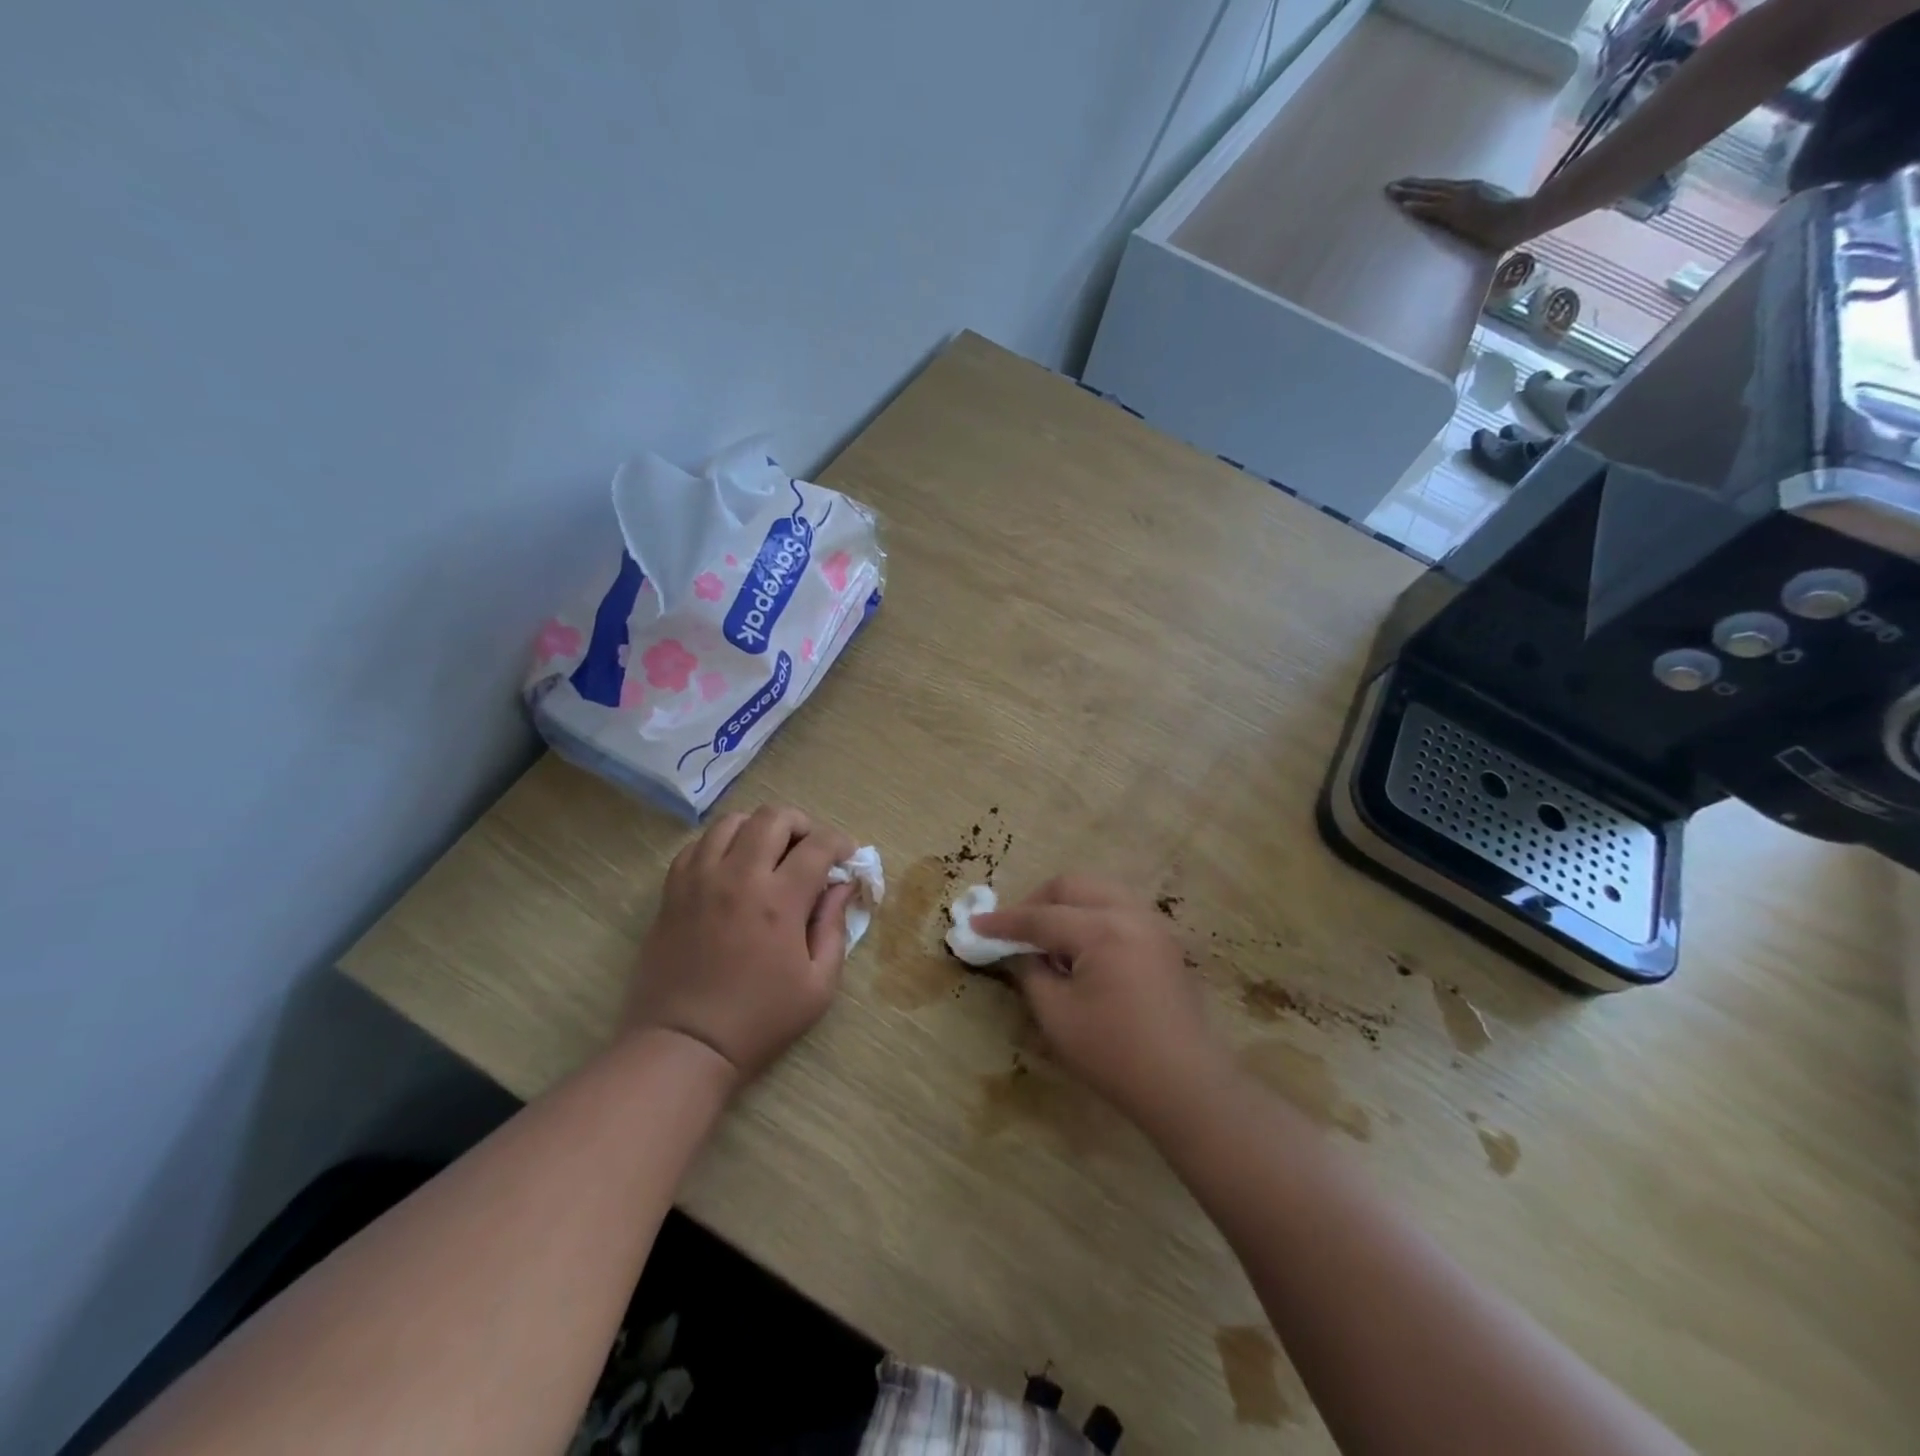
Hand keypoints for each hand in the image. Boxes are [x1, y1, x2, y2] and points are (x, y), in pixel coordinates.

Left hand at [628, 804, 855, 1085]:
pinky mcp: (672, 891)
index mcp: (780, 901)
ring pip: (732, 821)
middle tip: (810, 850)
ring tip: (769, 853)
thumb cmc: (759, 1020)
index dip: (840, 844)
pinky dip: (721, 844)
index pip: (818, 845)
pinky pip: (698, 844)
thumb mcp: (818, 986)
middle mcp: (739, 877)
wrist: (684, 1044)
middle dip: (802, 824)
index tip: (847, 858)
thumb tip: (841, 886)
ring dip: (759, 829)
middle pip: (774, 817)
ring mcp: (700, 879)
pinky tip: (731, 867)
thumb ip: (834, 927)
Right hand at [973, 875, 1227, 1129]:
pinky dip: (1091, 916)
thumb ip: (1031, 972)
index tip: (974, 926)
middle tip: (1015, 931)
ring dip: (1066, 906)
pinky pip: (1118, 908)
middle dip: (1037, 902)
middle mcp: (1129, 914)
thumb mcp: (1057, 1015)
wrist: (1185, 1085)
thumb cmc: (1114, 1054)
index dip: (1004, 922)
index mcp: (1102, 929)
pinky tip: (1080, 950)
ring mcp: (1152, 924)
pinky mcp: (1163, 941)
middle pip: (1072, 886)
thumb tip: (1021, 951)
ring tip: (1048, 940)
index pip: (1041, 917)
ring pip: (1098, 891)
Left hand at [1386, 177, 1536, 252]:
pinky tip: (1404, 206)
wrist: (1521, 218)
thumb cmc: (1510, 217)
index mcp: (1470, 188)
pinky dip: (1418, 207)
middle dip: (1410, 186)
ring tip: (1390, 192)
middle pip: (1431, 187)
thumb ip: (1476, 207)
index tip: (1407, 185)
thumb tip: (1468, 214)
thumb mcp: (1490, 206)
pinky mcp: (1458, 213)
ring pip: (1428, 194)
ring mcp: (1459, 200)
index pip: (1441, 187)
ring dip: (1408, 194)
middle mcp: (1463, 190)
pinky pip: (1433, 209)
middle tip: (1390, 185)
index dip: (1423, 186)